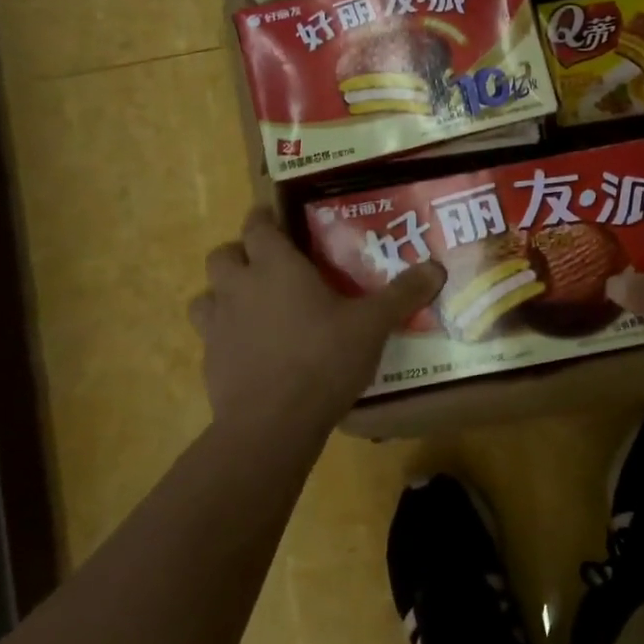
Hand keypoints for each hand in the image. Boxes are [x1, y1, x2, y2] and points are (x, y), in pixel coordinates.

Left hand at [190, 209, 443, 442]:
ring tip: (251, 307)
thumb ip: (402, 294)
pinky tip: (252, 352)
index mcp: (275, 267)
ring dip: (223, 295)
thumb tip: (438, 267)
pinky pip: (210, 337)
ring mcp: (217, 326)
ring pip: (205, 296)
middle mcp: (239, 288)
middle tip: (268, 265)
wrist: (273, 423)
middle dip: (240, 254)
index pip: (256, 226)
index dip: (263, 219)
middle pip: (222, 255)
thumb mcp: (372, 325)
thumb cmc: (323, 359)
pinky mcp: (209, 362)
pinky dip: (225, 336)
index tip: (275, 220)